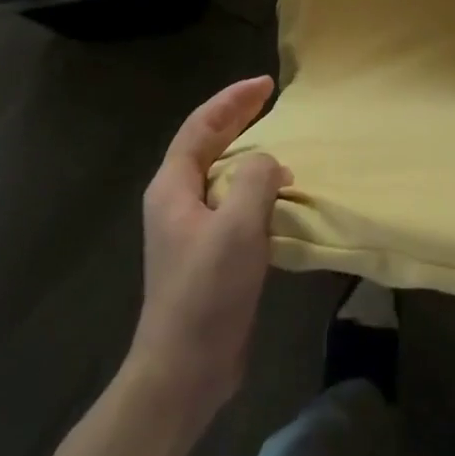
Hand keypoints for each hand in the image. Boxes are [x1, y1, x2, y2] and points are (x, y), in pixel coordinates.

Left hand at [128, 77, 291, 422]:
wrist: (184, 371)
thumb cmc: (206, 292)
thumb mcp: (237, 227)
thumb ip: (256, 180)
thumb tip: (270, 162)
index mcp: (173, 187)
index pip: (201, 126)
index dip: (232, 100)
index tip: (266, 84)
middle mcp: (177, 201)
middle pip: (207, 144)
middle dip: (238, 117)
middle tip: (271, 97)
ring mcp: (191, 229)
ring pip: (221, 174)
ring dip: (248, 153)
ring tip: (282, 141)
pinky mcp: (208, 253)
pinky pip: (233, 203)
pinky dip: (255, 187)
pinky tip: (280, 194)